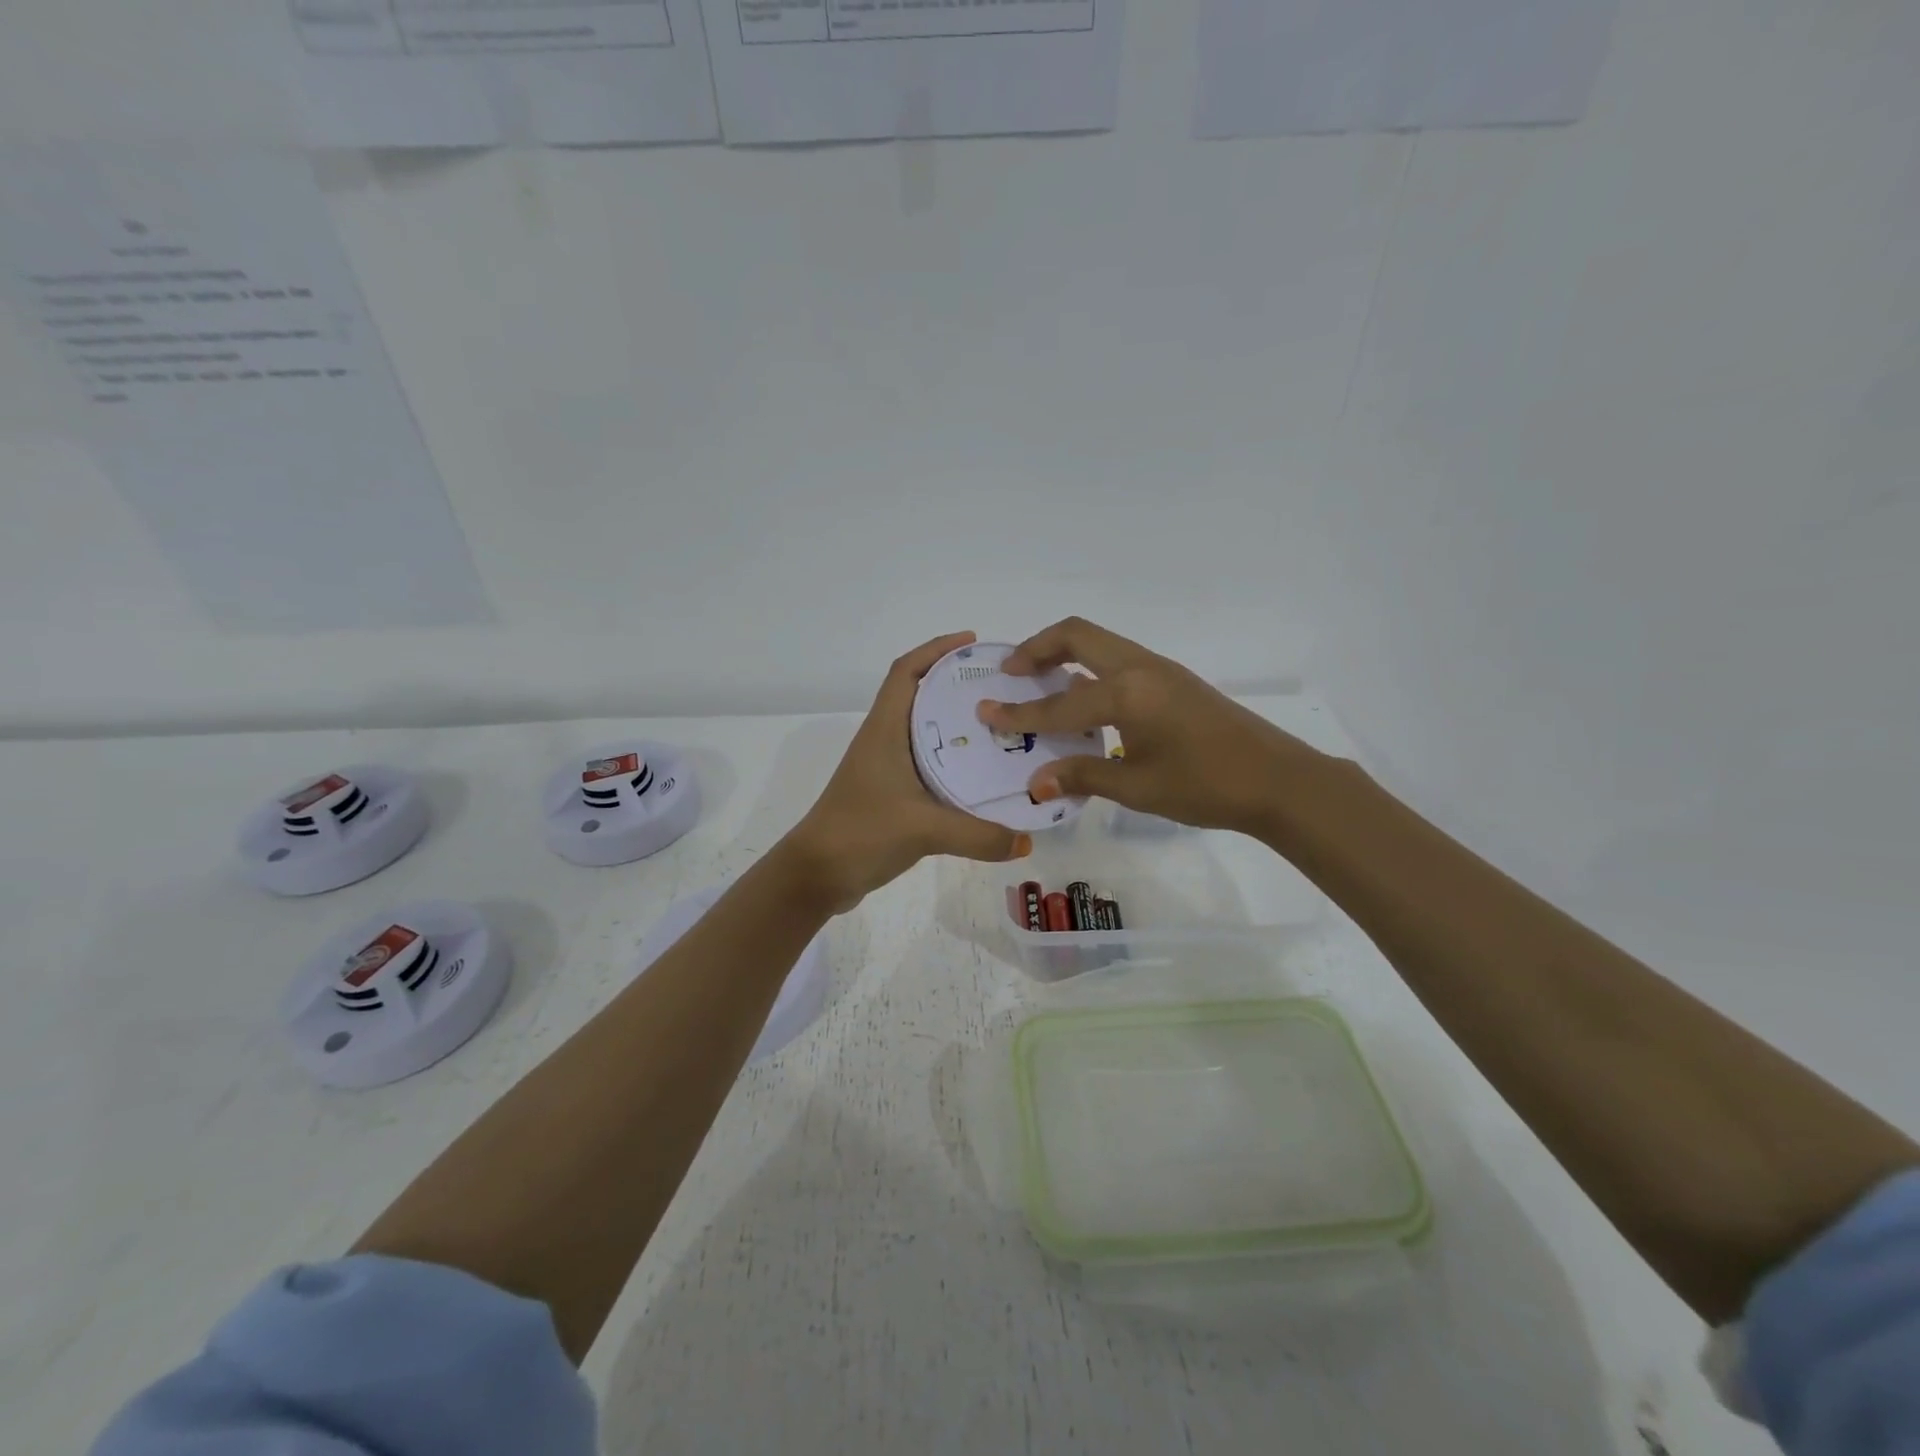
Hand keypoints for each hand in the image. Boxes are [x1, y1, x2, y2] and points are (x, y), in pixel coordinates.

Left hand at [781, 632, 1032, 913]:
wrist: (816, 875)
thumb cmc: (861, 833)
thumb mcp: (923, 830)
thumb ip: (978, 835)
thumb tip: (1026, 843)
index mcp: (885, 730)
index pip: (906, 672)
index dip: (936, 649)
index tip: (973, 642)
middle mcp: (885, 741)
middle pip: (921, 697)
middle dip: (958, 685)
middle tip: (1004, 688)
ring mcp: (886, 769)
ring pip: (926, 733)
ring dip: (957, 725)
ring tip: (1003, 727)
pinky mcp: (891, 796)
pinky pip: (928, 766)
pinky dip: (953, 763)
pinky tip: (982, 777)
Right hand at [978, 617, 1323, 835]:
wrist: (1277, 780)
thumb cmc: (1206, 785)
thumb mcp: (1138, 786)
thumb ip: (1083, 775)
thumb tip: (1035, 784)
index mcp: (1128, 692)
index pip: (1059, 702)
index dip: (1020, 713)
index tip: (985, 712)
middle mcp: (1140, 668)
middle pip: (1077, 634)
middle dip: (1037, 648)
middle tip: (1010, 674)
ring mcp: (1160, 668)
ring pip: (1099, 642)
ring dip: (1063, 653)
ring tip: (1038, 681)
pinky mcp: (1173, 679)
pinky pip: (1117, 659)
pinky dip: (1088, 667)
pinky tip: (1083, 699)